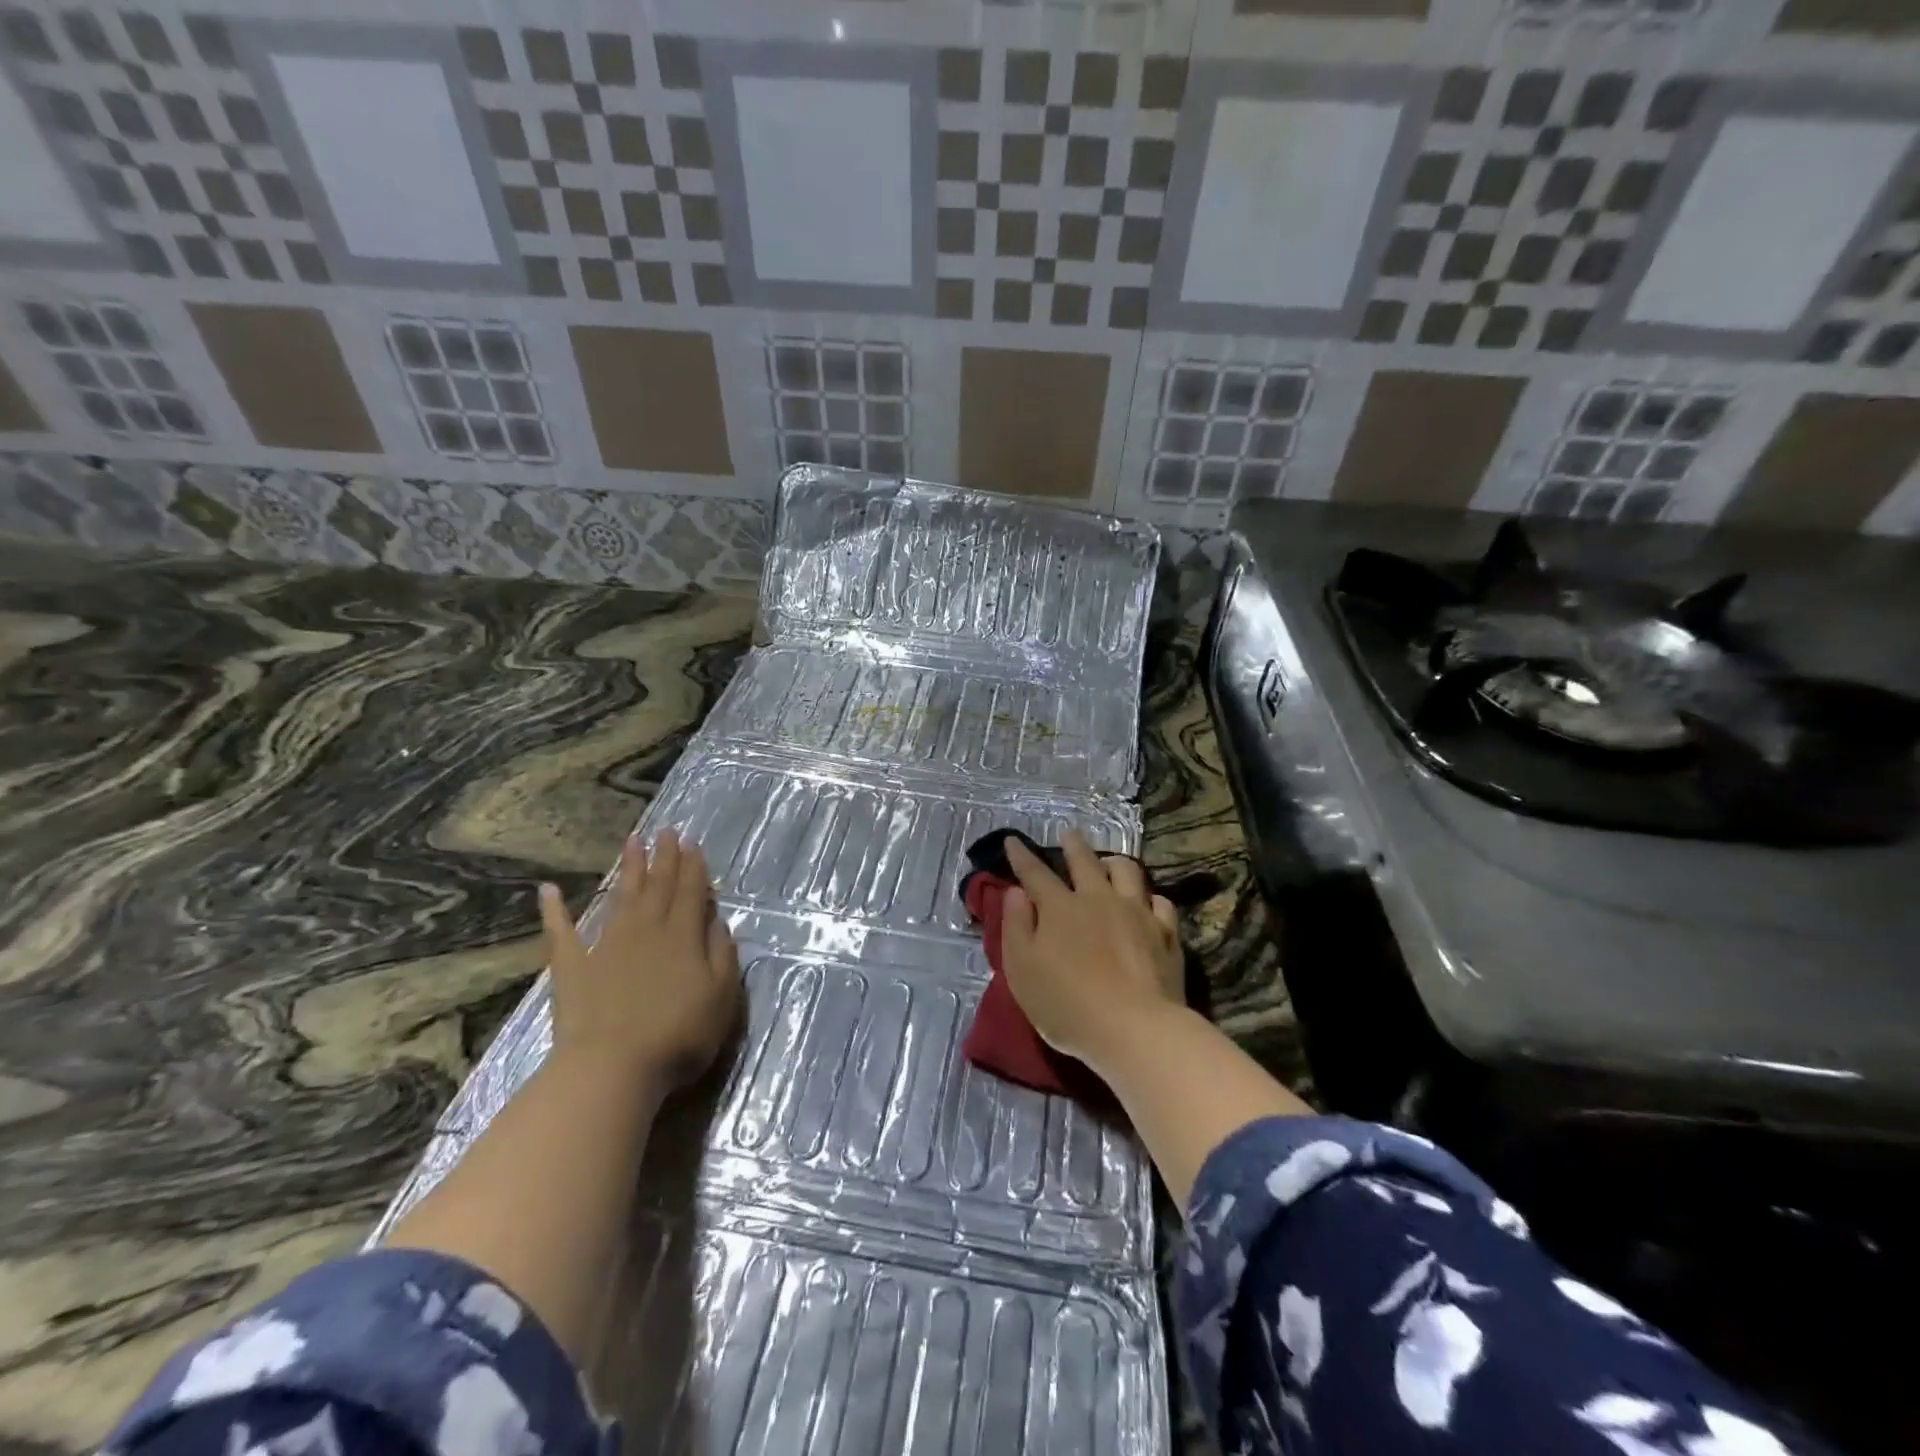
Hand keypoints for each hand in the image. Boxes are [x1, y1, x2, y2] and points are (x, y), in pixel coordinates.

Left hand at [539, 828, 741, 1090]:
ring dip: (628, 868)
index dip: (693, 866)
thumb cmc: (678, 1035)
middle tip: (666, 831)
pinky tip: (548, 890)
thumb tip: (719, 920)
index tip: (692, 841)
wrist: (612, 1067)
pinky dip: (555, 910)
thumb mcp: (721, 997)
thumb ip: (723, 954)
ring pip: (621, 897)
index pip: (691, 892)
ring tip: (633, 841)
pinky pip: (562, 932)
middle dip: (664, 857)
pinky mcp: (573, 967)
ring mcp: (606, 945)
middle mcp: (646, 930)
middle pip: (658, 886)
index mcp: (683, 936)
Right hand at [1000, 830, 1183, 1074]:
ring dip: (1114, 862)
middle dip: (1073, 845)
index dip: (1021, 856)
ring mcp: (1136, 912)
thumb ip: (1015, 927)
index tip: (1013, 840)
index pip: (1035, 873)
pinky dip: (1150, 898)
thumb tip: (1016, 892)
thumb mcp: (1022, 970)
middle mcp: (1098, 899)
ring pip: (1127, 871)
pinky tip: (1148, 903)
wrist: (1135, 1029)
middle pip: (1085, 861)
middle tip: (1069, 833)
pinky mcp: (1166, 933)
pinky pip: (1160, 902)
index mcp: (1059, 907)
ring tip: (1110, 862)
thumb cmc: (1067, 1004)